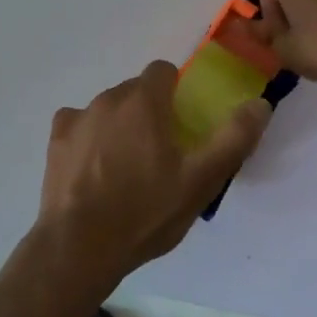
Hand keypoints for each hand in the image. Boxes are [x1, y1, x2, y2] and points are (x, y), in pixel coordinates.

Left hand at [37, 61, 270, 284]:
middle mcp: (108, 98)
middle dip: (149, 112)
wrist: (80, 245)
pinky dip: (88, 139)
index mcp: (144, 101)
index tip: (181, 124)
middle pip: (135, 91)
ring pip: (107, 108)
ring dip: (119, 125)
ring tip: (126, 170)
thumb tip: (259, 103)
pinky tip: (94, 171)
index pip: (163, 71)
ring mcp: (78, 117)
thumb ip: (233, 139)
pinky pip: (78, 125)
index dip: (175, 92)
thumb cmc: (145, 211)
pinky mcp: (56, 139)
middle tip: (159, 155)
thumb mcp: (200, 181)